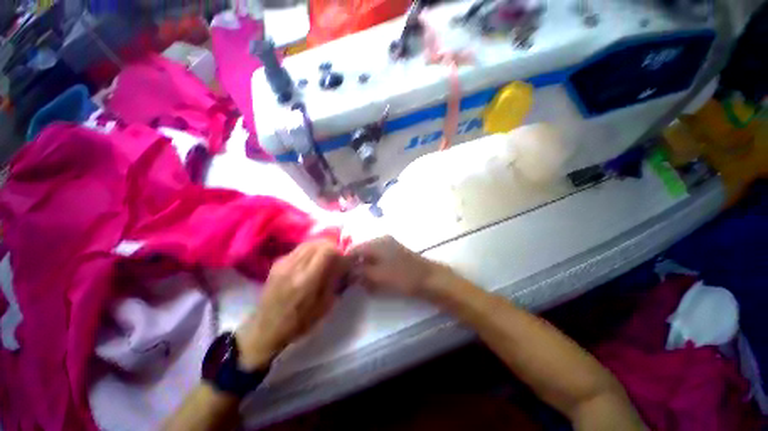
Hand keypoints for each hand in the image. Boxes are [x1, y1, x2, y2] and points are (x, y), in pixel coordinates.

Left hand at [236, 240, 347, 369]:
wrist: (266, 329)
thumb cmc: (300, 322)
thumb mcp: (325, 306)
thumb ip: (335, 281)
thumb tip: (343, 263)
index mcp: (307, 280)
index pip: (326, 250)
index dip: (338, 251)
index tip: (341, 259)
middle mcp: (294, 267)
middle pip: (317, 243)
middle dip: (330, 246)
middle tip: (335, 256)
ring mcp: (283, 264)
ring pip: (307, 243)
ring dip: (319, 246)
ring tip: (323, 257)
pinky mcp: (276, 264)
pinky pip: (297, 249)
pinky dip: (308, 250)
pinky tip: (309, 261)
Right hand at [349, 236, 453, 298]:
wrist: (429, 278)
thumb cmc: (402, 277)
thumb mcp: (377, 276)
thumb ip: (359, 272)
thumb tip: (347, 271)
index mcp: (376, 242)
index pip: (353, 249)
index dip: (345, 262)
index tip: (340, 276)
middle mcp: (381, 239)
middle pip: (361, 252)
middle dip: (355, 266)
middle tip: (352, 282)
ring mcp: (390, 245)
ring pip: (370, 256)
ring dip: (365, 268)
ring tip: (364, 283)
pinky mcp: (396, 253)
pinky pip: (379, 259)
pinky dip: (374, 268)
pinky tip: (375, 279)